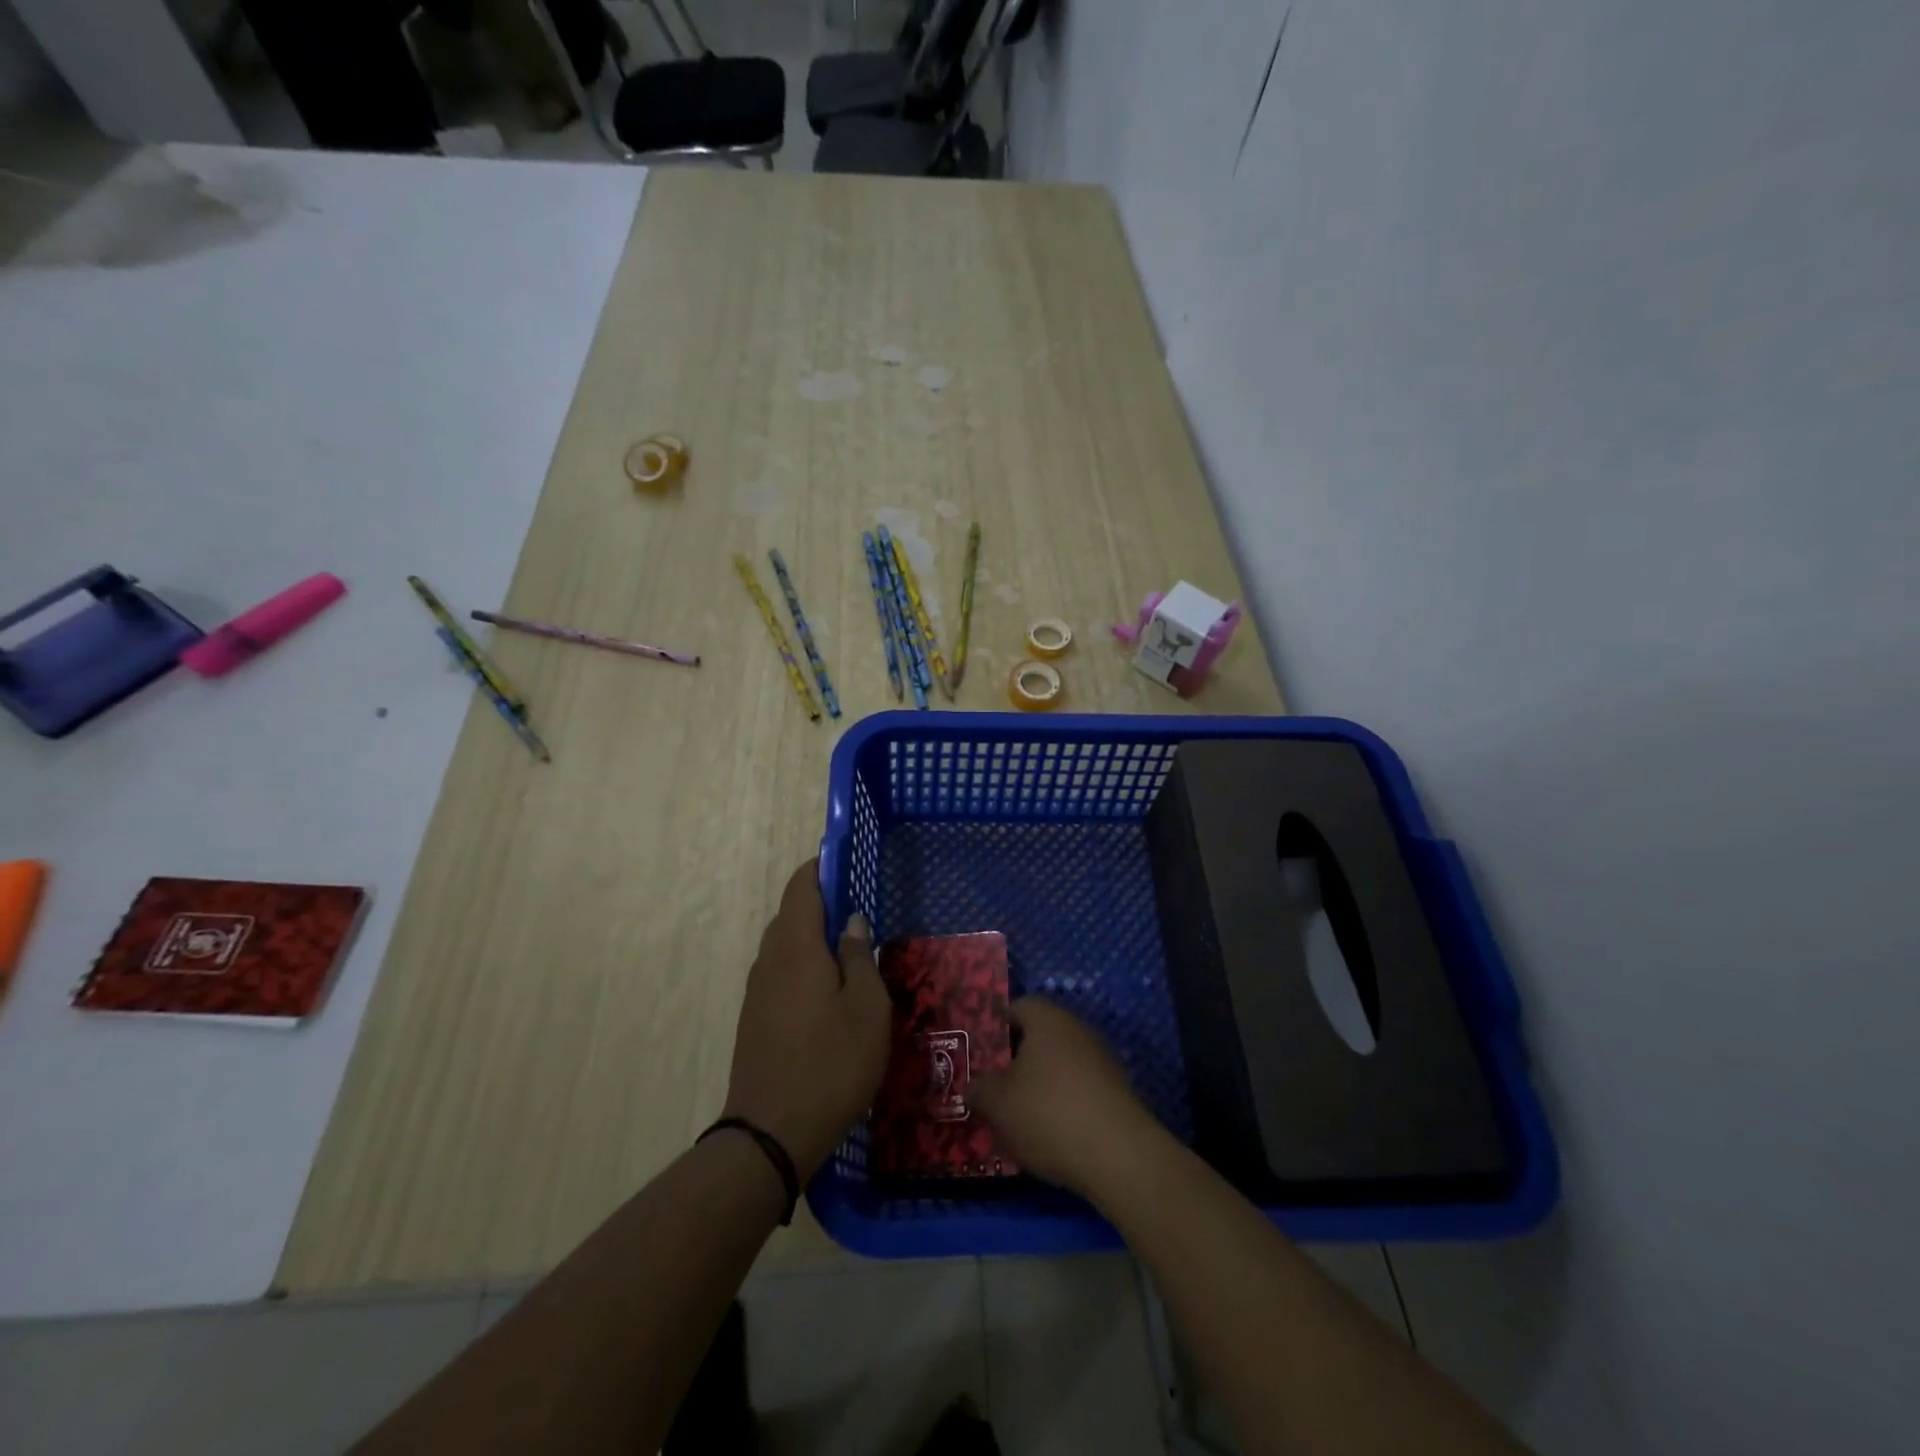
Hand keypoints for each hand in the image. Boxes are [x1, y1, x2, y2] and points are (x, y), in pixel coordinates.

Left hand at [723, 860, 888, 1182]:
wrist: (770, 1135)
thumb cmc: (831, 1064)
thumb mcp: (866, 1008)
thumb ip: (860, 957)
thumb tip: (851, 922)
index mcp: (796, 947)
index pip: (802, 886)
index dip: (823, 867)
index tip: (850, 863)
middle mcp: (770, 959)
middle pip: (793, 913)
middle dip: (825, 905)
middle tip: (864, 914)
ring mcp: (758, 990)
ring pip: (787, 945)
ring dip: (816, 939)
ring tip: (853, 955)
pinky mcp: (756, 1018)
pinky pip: (782, 973)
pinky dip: (806, 966)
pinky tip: (831, 993)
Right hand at [972, 998, 1159, 1197]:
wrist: (1119, 1156)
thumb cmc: (1049, 1114)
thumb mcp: (998, 1104)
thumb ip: (979, 1090)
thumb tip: (973, 1087)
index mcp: (1047, 1019)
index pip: (1016, 1007)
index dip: (995, 1027)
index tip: (980, 1055)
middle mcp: (1077, 1029)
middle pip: (1039, 1036)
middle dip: (1015, 1060)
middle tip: (994, 1086)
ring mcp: (1101, 1059)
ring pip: (1059, 1063)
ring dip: (1040, 1083)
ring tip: (1018, 1116)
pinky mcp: (1117, 1090)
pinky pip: (1079, 1087)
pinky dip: (1063, 1103)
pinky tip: (1051, 1133)